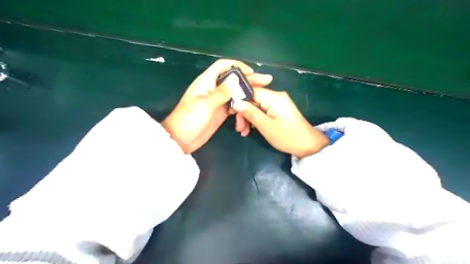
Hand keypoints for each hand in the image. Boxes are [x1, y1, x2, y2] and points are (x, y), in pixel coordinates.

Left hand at [161, 59, 271, 152]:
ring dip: (248, 97)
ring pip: (236, 94)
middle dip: (249, 80)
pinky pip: (235, 107)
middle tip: (267, 81)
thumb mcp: (205, 104)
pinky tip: (248, 114)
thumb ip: (221, 92)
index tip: (252, 72)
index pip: (223, 66)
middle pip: (234, 80)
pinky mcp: (221, 112)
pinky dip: (242, 109)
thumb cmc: (189, 119)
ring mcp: (219, 101)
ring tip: (260, 100)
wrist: (182, 140)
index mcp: (207, 82)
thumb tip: (236, 78)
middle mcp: (214, 89)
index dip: (237, 66)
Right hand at [232, 88, 327, 157]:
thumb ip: (250, 113)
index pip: (251, 91)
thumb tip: (235, 102)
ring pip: (257, 106)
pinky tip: (250, 130)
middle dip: (244, 113)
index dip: (239, 99)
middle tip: (238, 128)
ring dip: (248, 118)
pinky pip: (263, 111)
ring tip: (243, 132)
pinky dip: (256, 119)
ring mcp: (278, 103)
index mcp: (274, 97)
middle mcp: (276, 96)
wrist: (307, 145)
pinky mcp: (279, 110)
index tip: (231, 112)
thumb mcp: (266, 126)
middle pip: (253, 99)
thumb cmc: (287, 136)